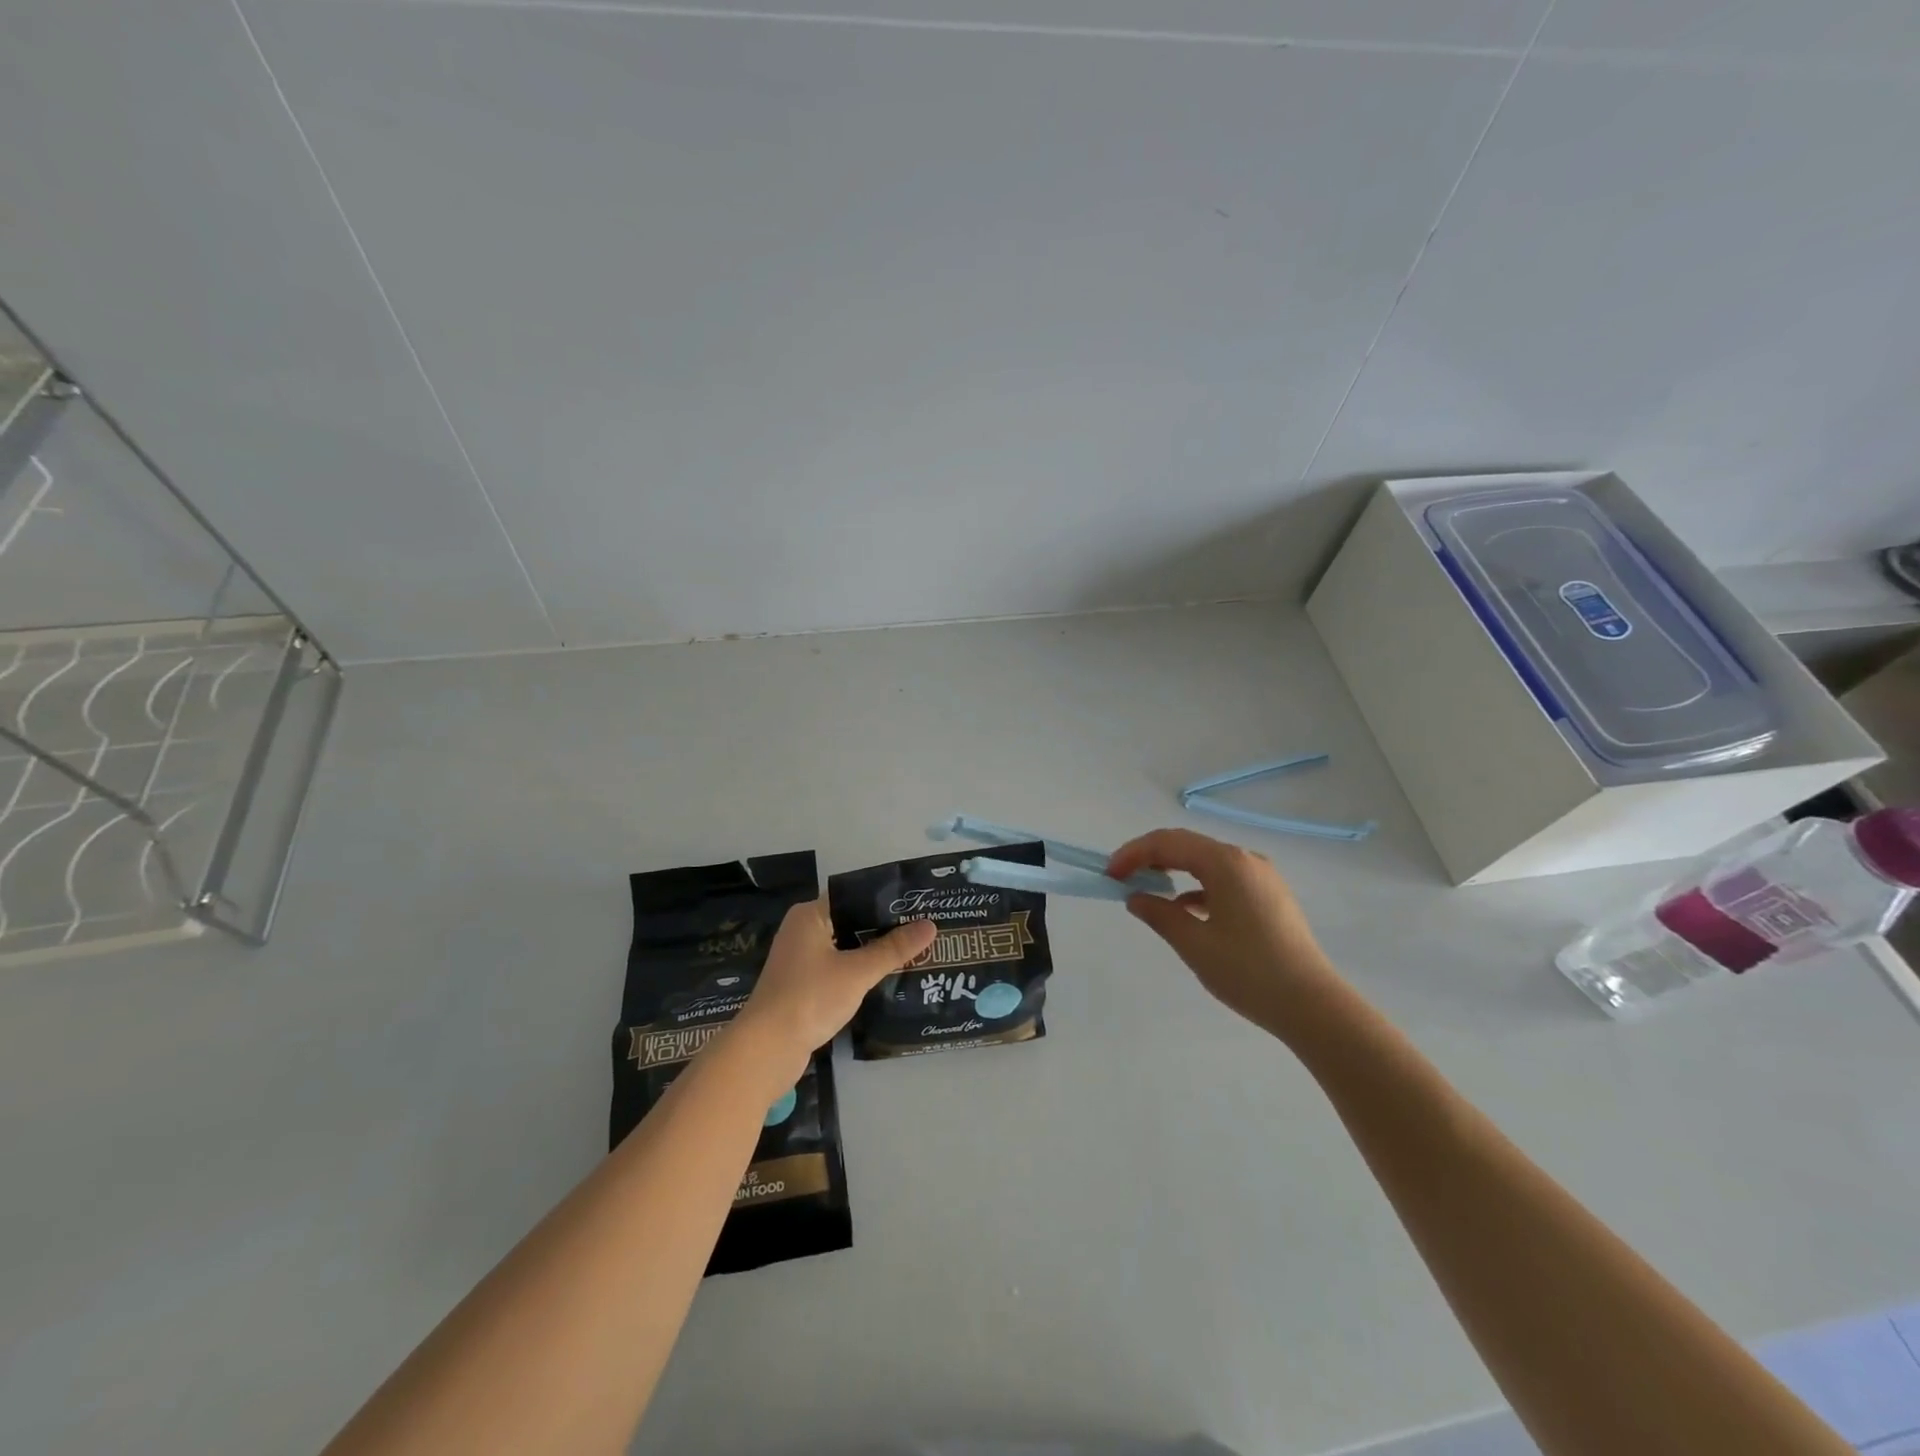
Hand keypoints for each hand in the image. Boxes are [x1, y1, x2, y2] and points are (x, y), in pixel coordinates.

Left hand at [734, 900, 935, 1075]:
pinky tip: (885, 977)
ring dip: (872, 951)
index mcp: (810, 915)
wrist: (767, 1050)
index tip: (916, 904)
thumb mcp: (857, 972)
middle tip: (922, 929)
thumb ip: (893, 949)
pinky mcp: (802, 985)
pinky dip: (858, 971)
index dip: (884, 900)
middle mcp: (802, 930)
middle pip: (850, 921)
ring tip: (912, 951)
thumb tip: (931, 925)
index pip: (853, 895)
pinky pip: (837, 968)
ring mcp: (800, 959)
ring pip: (845, 947)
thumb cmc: (810, 998)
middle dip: (883, 928)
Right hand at [1108, 828, 1339, 1034]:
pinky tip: (1186, 910)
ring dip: (1174, 872)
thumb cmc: (1248, 972)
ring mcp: (1262, 877)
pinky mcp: (1270, 896)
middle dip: (1151, 859)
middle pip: (1188, 846)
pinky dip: (1198, 887)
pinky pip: (1224, 879)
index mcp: (1226, 863)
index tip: (1110, 874)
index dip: (1133, 854)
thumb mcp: (1194, 944)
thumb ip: (1159, 914)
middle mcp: (1246, 859)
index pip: (1168, 843)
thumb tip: (1136, 898)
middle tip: (1123, 878)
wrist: (1313, 1006)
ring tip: (1149, 893)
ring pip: (1206, 862)